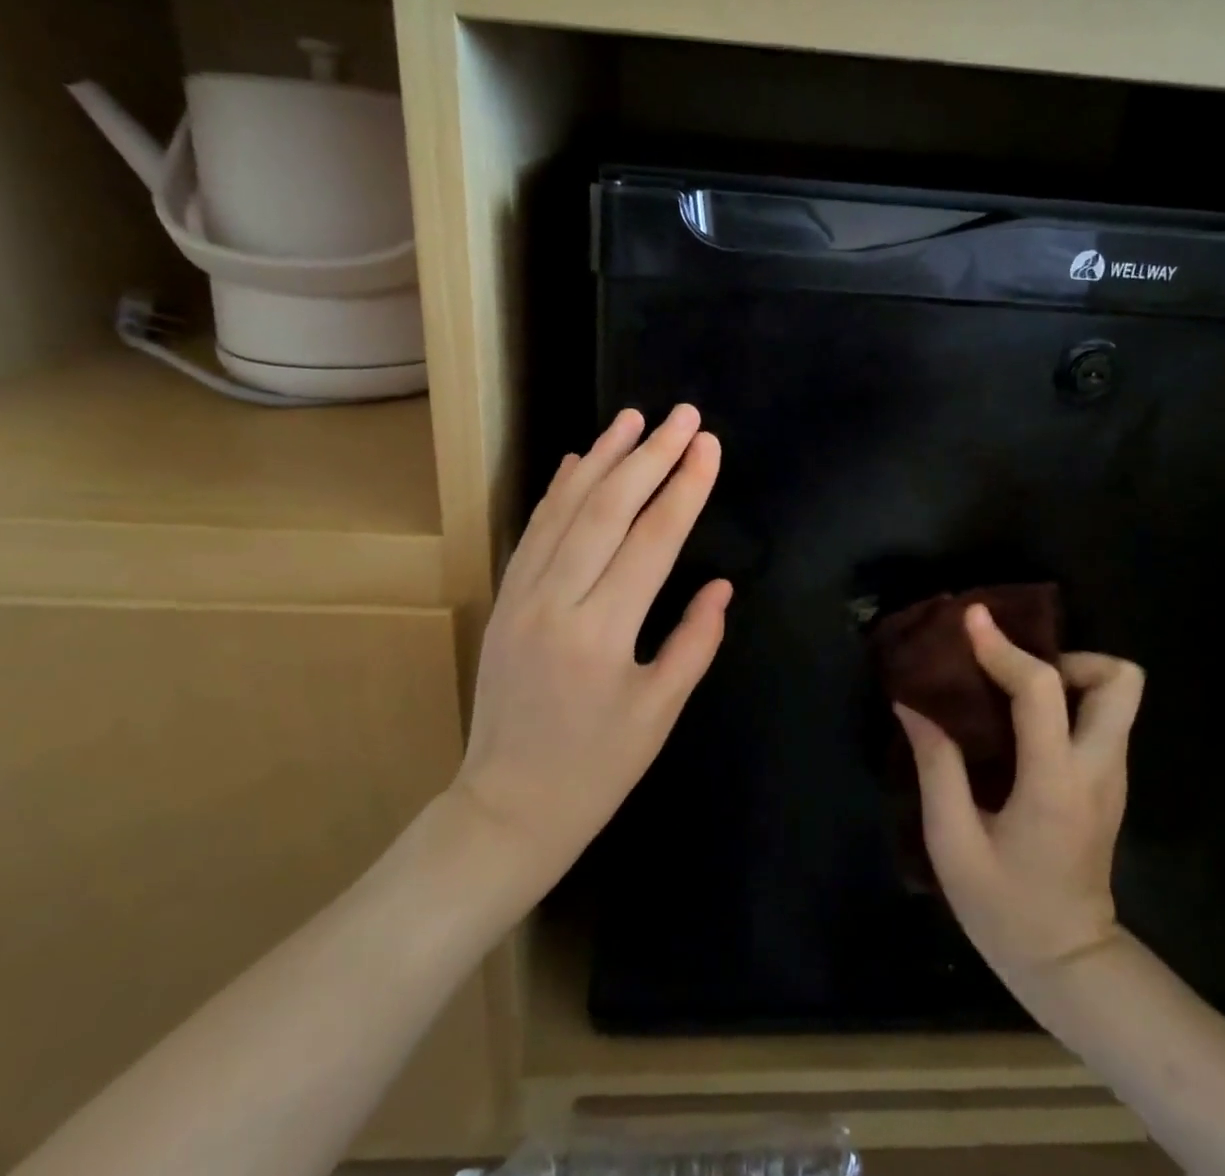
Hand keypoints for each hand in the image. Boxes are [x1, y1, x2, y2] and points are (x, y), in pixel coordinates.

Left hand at [453, 406, 730, 888]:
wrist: (505, 809)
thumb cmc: (595, 771)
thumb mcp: (658, 715)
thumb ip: (694, 643)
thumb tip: (720, 585)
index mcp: (602, 634)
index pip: (653, 540)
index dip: (685, 487)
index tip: (709, 445)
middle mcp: (557, 602)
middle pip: (608, 509)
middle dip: (650, 455)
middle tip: (683, 415)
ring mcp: (522, 596)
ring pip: (565, 509)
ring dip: (602, 457)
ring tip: (633, 417)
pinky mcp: (504, 599)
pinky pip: (534, 531)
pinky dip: (558, 490)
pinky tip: (578, 460)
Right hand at [895, 604, 1142, 986]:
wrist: (1069, 965)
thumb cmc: (1005, 909)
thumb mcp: (952, 843)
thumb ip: (935, 766)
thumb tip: (912, 704)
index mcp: (1055, 782)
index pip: (1042, 691)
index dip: (1003, 648)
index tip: (970, 620)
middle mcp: (1098, 769)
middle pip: (1121, 680)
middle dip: (1068, 656)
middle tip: (1013, 668)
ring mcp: (1111, 777)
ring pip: (1118, 696)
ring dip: (1067, 674)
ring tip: (1009, 687)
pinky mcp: (1107, 783)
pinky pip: (1100, 717)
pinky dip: (1065, 698)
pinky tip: (1018, 717)